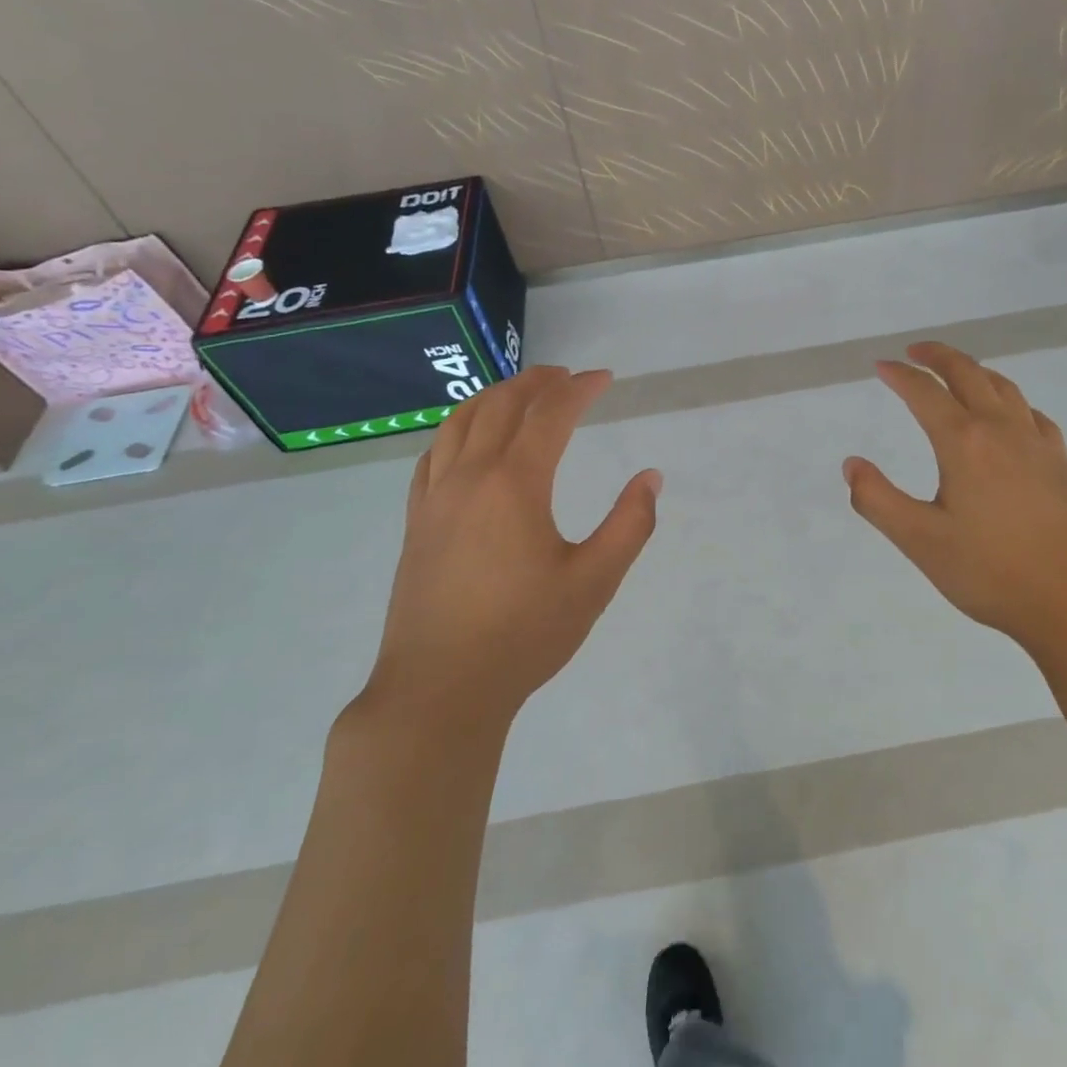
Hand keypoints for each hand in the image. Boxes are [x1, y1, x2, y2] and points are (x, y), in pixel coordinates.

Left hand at [367, 366, 661, 723]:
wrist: (440, 689)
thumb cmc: (525, 634)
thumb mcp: (594, 582)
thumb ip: (629, 525)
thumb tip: (650, 478)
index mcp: (515, 485)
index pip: (550, 415)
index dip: (579, 389)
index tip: (604, 378)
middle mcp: (469, 478)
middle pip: (500, 407)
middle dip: (536, 382)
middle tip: (565, 376)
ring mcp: (435, 499)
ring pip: (459, 424)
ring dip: (493, 398)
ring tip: (519, 394)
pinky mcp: (416, 523)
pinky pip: (433, 455)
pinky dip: (456, 430)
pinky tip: (467, 441)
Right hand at [843, 343, 1066, 660]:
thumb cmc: (992, 573)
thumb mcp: (920, 541)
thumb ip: (877, 500)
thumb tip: (851, 464)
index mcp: (964, 443)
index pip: (925, 393)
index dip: (900, 375)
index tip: (881, 366)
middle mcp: (1002, 430)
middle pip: (969, 374)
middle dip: (938, 357)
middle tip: (915, 351)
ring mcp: (1037, 444)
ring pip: (1004, 387)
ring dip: (975, 371)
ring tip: (957, 373)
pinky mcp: (1061, 464)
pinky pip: (1032, 414)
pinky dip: (1010, 400)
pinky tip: (1010, 416)